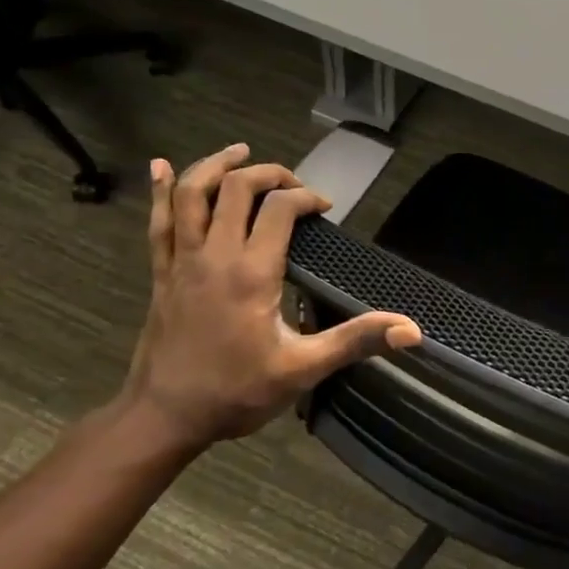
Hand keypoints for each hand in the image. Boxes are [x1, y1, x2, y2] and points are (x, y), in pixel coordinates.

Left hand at [120, 144, 421, 448]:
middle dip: (270, 173)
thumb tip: (411, 331)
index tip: (324, 209)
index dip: (306, 198)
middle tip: (293, 182)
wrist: (164, 417)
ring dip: (216, 166)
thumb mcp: (303, 369)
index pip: (280, 209)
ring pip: (193, 194)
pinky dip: (161, 191)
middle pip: (238, 188)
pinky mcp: (162, 273)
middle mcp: (215, 255)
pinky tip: (161, 167)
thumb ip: (355, 341)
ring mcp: (182, 261)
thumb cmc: (236, 392)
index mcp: (252, 272)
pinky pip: (158, 222)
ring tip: (239, 152)